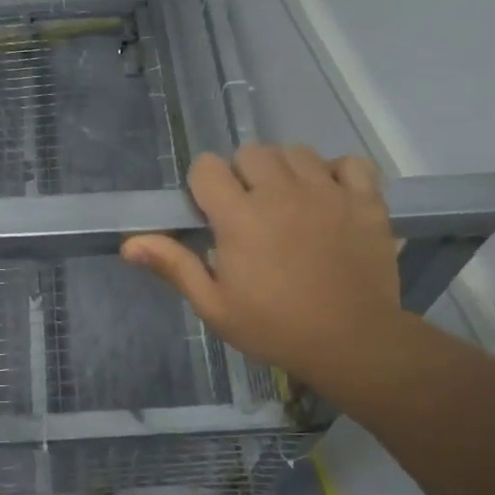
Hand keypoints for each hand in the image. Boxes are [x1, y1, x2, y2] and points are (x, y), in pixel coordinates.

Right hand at [121, 146, 419, 402]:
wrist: (352, 343)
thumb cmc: (275, 328)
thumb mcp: (215, 306)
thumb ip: (175, 266)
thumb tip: (130, 243)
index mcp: (239, 216)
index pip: (207, 167)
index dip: (204, 185)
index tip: (211, 212)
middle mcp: (281, 191)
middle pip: (251, 152)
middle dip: (243, 174)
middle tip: (250, 210)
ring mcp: (327, 191)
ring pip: (297, 152)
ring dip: (286, 170)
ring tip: (289, 203)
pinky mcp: (365, 200)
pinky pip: (349, 163)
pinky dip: (338, 174)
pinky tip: (330, 198)